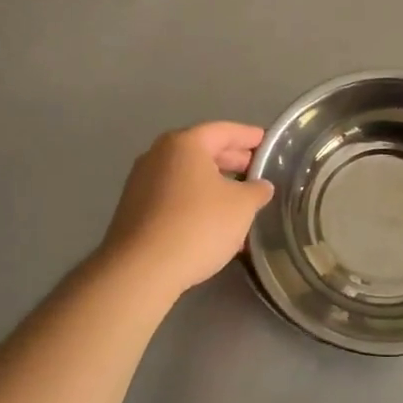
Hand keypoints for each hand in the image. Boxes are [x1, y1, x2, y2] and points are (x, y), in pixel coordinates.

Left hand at [99, 122, 274, 293]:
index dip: (249, 136)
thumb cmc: (198, 225)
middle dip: (233, 161)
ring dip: (216, 186)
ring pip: (189, 176)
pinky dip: (197, 202)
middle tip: (258, 171)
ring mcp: (142, 183)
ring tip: (241, 202)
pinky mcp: (135, 211)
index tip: (268, 142)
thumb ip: (256, 190)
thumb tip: (260, 186)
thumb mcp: (242, 206)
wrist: (141, 270)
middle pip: (203, 151)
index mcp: (184, 144)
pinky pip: (175, 197)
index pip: (224, 131)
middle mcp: (158, 155)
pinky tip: (215, 224)